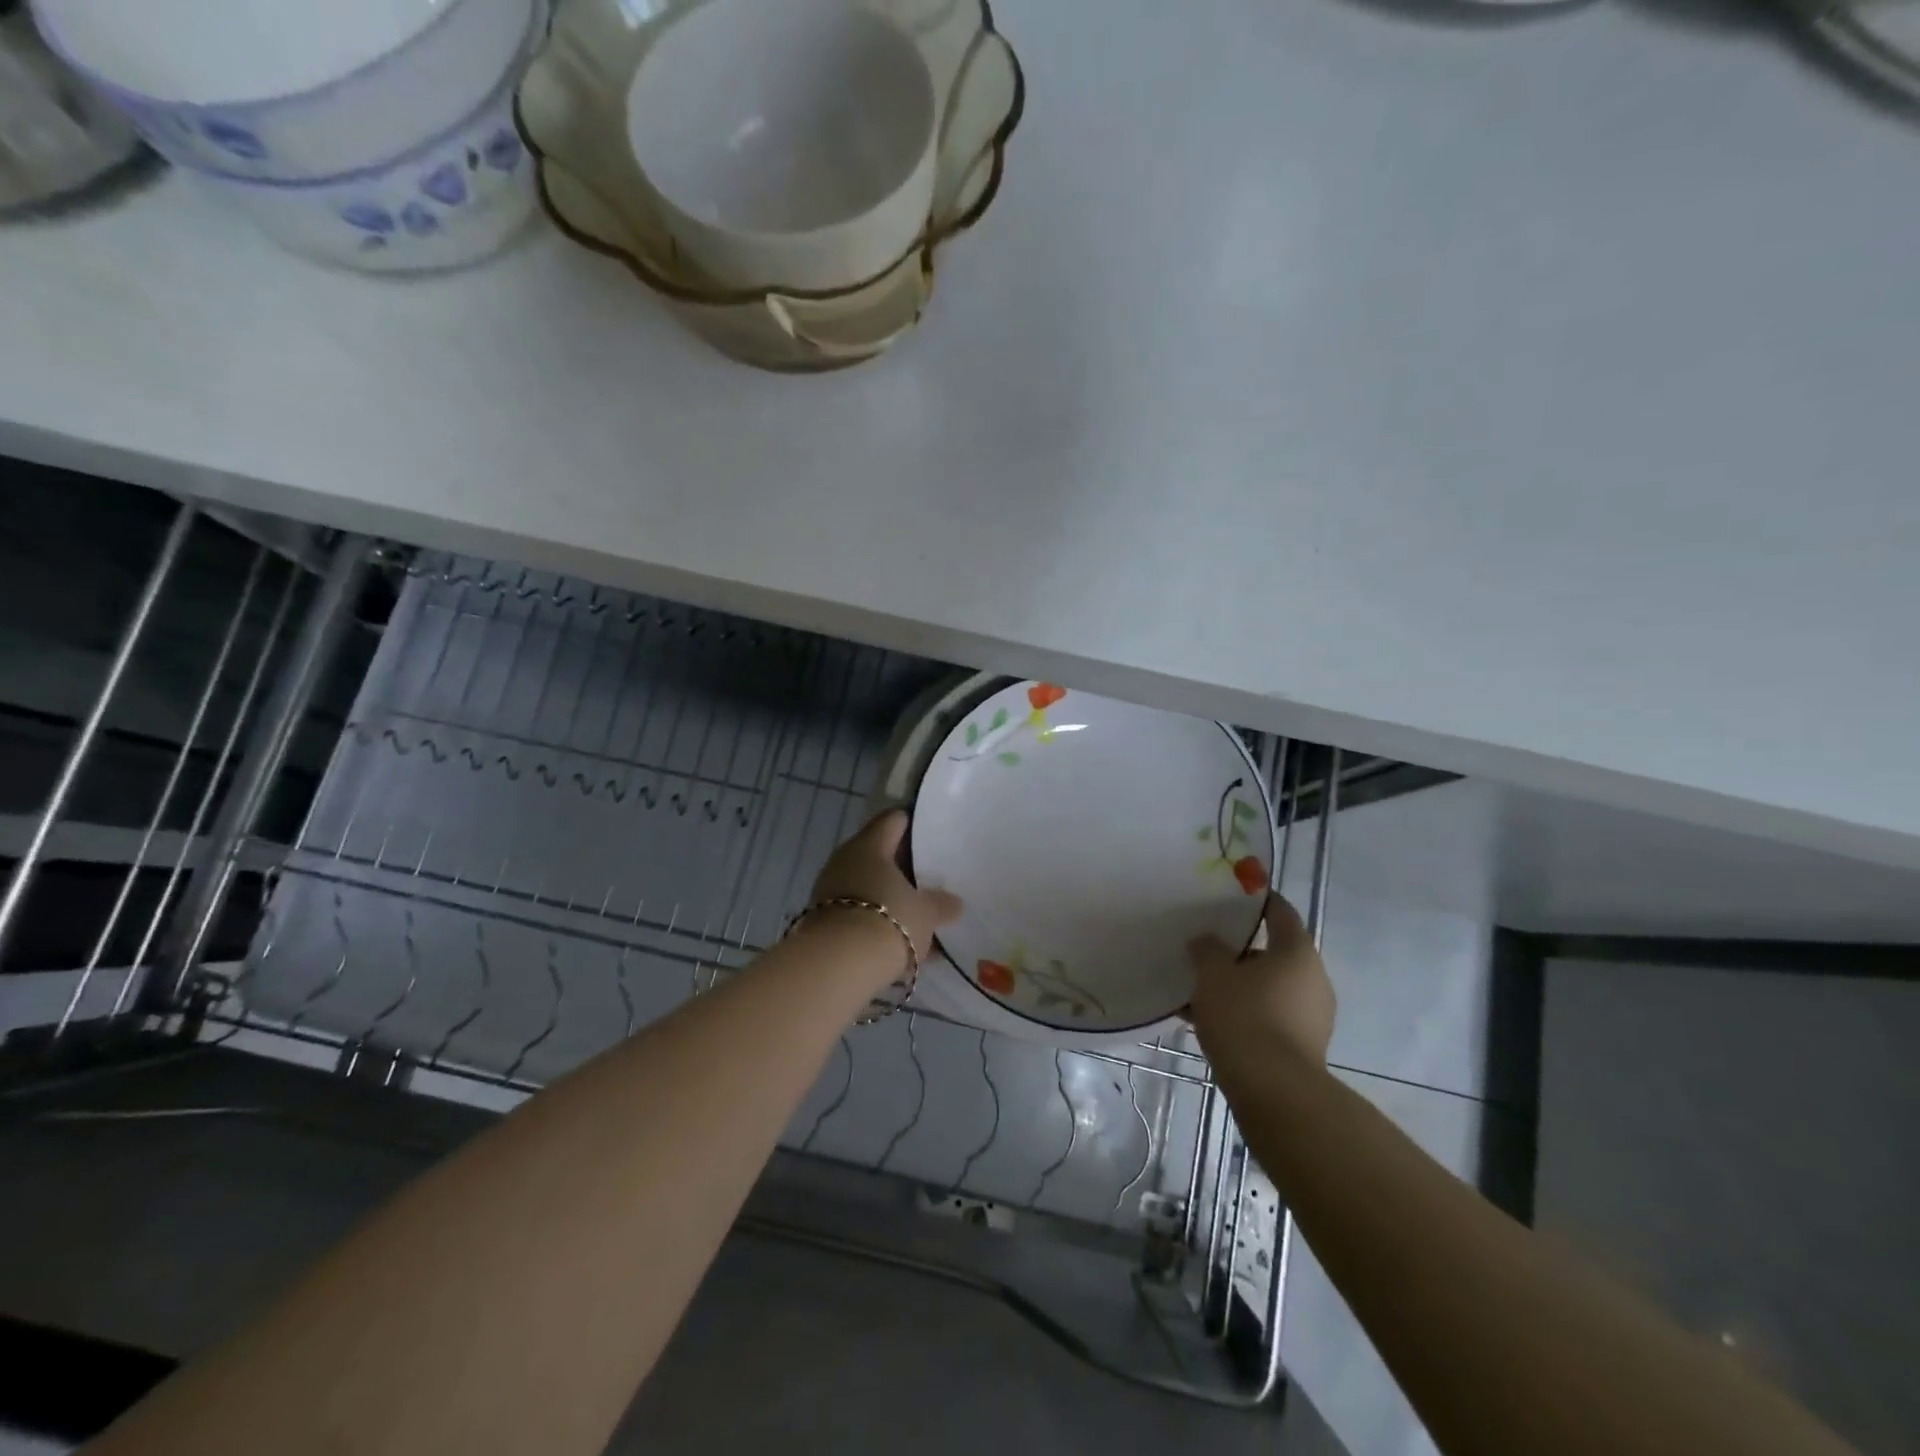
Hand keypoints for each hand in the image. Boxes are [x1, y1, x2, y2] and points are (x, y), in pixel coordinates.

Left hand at [808, 810, 962, 965]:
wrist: (837, 965)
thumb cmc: (889, 920)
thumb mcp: (926, 913)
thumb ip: (941, 904)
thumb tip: (954, 903)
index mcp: (870, 845)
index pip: (892, 821)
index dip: (912, 823)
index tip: (930, 833)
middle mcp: (844, 860)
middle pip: (877, 854)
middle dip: (901, 866)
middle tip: (928, 876)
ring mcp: (828, 890)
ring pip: (866, 885)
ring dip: (887, 896)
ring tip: (915, 912)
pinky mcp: (822, 920)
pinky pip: (857, 912)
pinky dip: (875, 920)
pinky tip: (897, 938)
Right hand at [1188, 895, 1335, 1069]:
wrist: (1273, 1091)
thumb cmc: (1243, 1016)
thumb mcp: (1213, 974)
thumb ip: (1207, 949)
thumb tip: (1207, 941)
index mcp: (1297, 952)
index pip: (1280, 912)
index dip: (1258, 900)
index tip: (1234, 895)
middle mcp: (1313, 979)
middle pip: (1274, 953)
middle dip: (1240, 952)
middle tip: (1207, 949)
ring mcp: (1313, 1016)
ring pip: (1269, 988)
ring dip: (1240, 986)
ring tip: (1201, 990)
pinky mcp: (1304, 1047)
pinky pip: (1269, 1016)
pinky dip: (1245, 1013)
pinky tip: (1210, 1022)